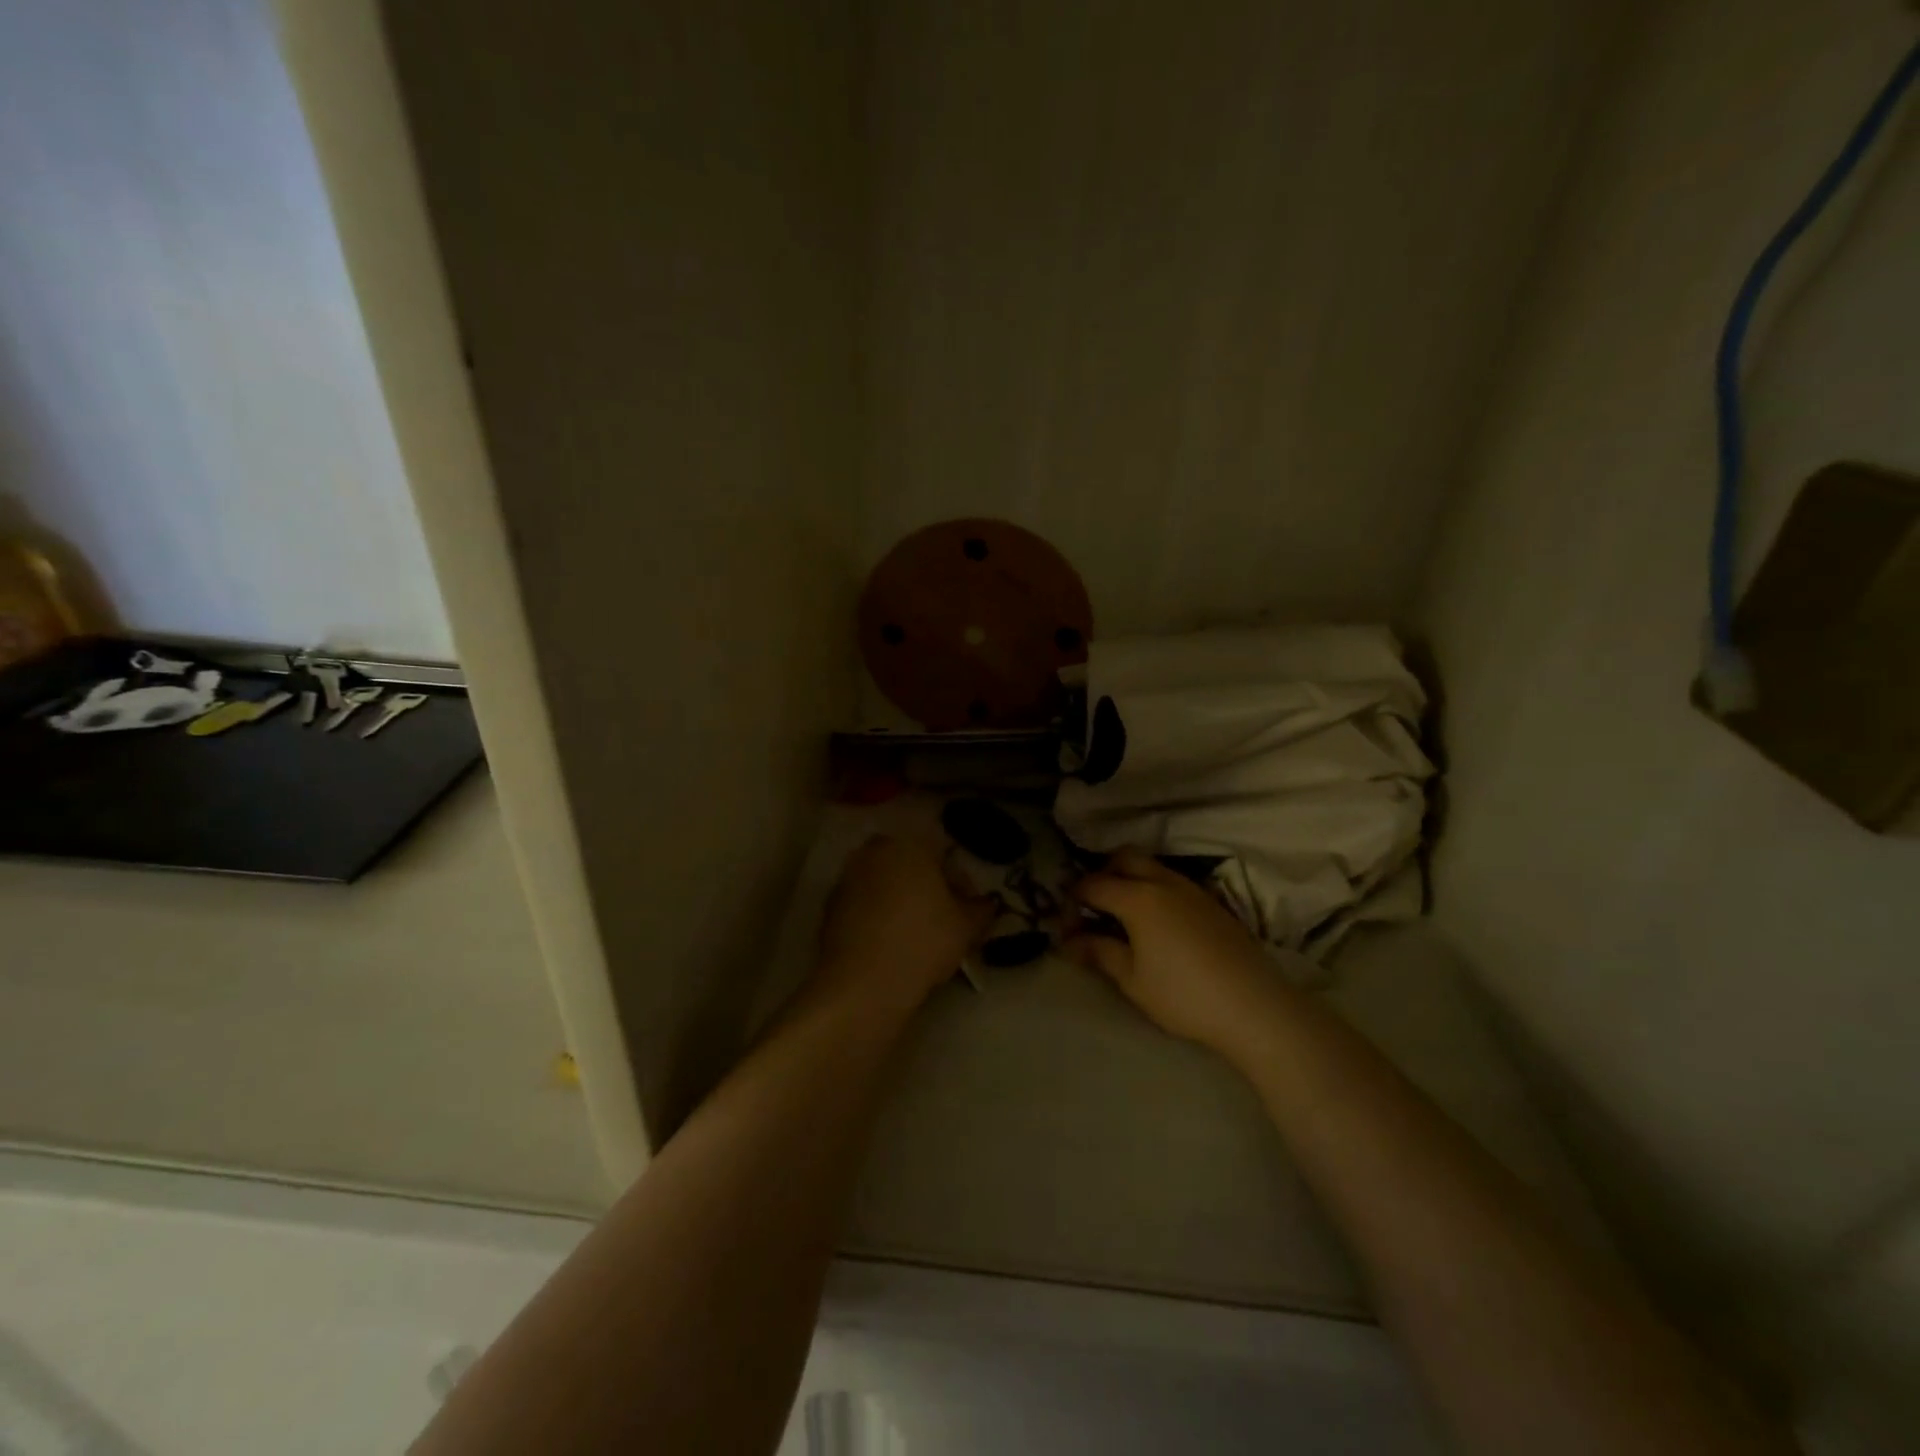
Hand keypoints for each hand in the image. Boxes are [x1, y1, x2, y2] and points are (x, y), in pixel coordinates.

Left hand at [814, 835, 992, 1016]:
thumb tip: (987, 903)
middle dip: (928, 885)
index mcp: (909, 845)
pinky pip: (864, 903)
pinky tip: (889, 942)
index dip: (960, 881)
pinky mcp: (830, 906)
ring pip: (885, 882)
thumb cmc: (922, 943)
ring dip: (901, 899)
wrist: (863, 984)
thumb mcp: (967, 927)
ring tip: (916, 932)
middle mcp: (874, 851)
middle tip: (943, 918)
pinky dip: (877, 914)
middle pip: (910, 864)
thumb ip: (982, 908)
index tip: (968, 907)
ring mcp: (847, 877)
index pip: (943, 852)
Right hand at [1064, 848, 1281, 1060]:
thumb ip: (1098, 952)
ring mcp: (1192, 889)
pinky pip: (1173, 882)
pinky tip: (1158, 924)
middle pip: (1124, 858)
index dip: (1072, 901)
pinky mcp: (1212, 903)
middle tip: (1095, 907)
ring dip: (1131, 880)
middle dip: (1102, 874)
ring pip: (1152, 867)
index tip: (1066, 925)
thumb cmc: (1183, 994)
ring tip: (1124, 916)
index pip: (1092, 884)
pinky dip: (1155, 890)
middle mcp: (1163, 882)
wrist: (1254, 1005)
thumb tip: (1069, 942)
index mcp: (1137, 897)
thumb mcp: (1132, 979)